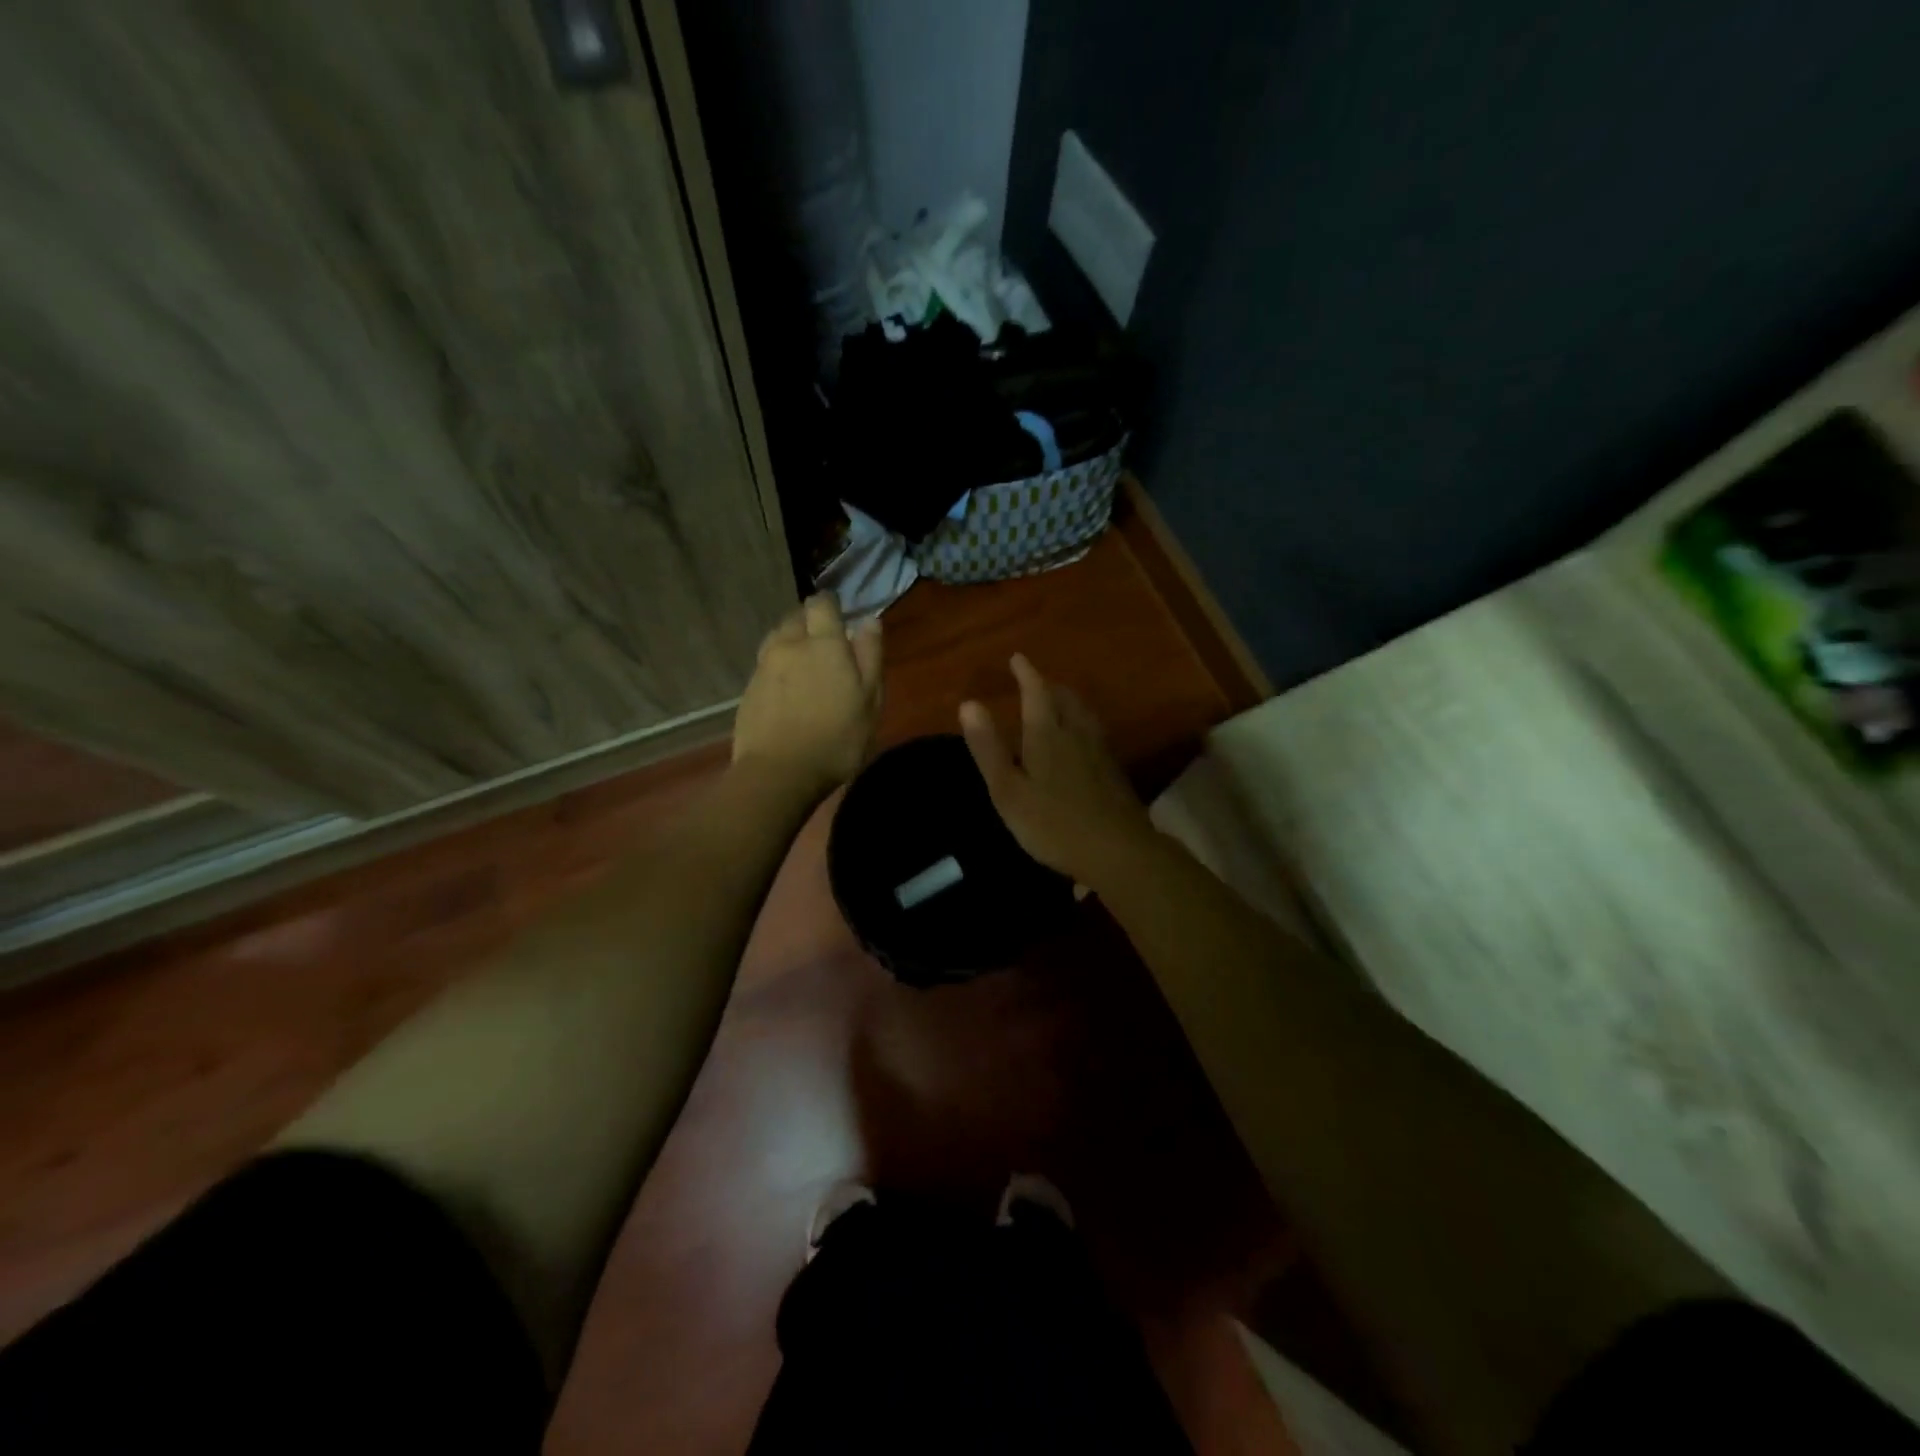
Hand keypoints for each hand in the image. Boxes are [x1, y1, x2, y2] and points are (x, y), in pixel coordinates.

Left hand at [734, 594, 882, 801]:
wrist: (778, 774)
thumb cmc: (836, 738)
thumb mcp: (869, 700)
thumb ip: (870, 656)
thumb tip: (868, 620)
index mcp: (823, 643)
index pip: (821, 604)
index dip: (830, 604)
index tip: (840, 613)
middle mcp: (788, 646)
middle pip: (796, 618)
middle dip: (810, 622)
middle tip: (826, 641)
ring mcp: (763, 668)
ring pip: (777, 640)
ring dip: (792, 642)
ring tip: (806, 663)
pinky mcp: (749, 691)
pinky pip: (766, 666)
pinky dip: (778, 668)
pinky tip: (788, 689)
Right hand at [958, 654, 1155, 886]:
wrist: (1119, 851)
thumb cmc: (1054, 824)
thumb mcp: (1008, 791)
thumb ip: (988, 748)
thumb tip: (968, 703)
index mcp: (1047, 735)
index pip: (1036, 693)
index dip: (1026, 673)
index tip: (1017, 658)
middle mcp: (1076, 734)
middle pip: (1065, 699)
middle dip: (1049, 686)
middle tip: (1036, 682)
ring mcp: (1100, 752)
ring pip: (1084, 715)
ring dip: (1069, 702)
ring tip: (1059, 704)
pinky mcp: (1114, 772)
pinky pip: (1095, 733)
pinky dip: (1082, 724)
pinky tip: (1081, 741)